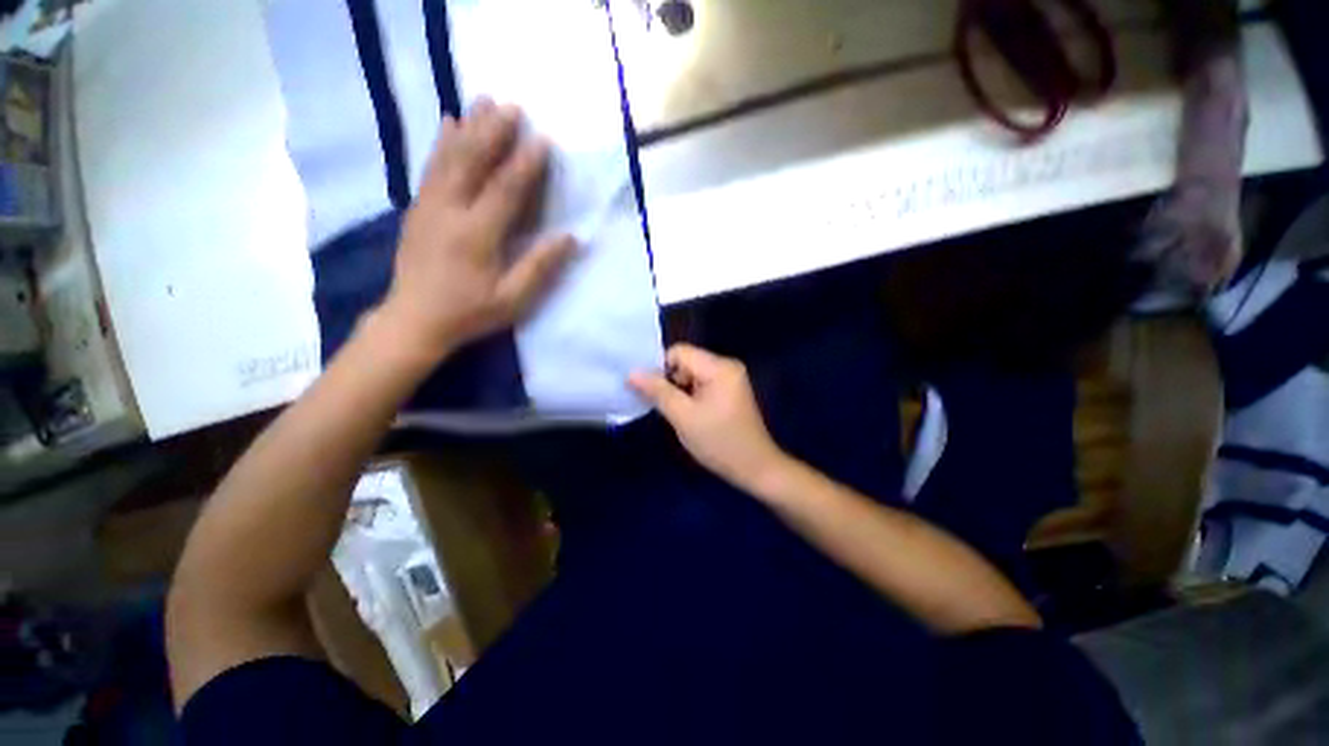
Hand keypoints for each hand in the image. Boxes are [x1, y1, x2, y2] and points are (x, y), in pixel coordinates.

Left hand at [376, 98, 574, 359]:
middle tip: (513, 106)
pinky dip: (442, 142)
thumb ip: (540, 267)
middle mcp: (450, 211)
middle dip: (494, 131)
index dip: (526, 163)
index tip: (543, 139)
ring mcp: (429, 206)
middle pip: (472, 161)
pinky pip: (430, 167)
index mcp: (477, 234)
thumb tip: (569, 238)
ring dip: (469, 126)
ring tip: (483, 101)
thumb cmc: (470, 312)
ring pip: (449, 157)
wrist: (414, 320)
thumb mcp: (513, 299)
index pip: (505, 189)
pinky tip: (448, 123)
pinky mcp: (417, 208)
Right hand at [630, 344, 789, 492]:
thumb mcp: (683, 417)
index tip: (653, 393)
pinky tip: (691, 415)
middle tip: (667, 408)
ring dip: (680, 391)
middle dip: (671, 382)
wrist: (755, 468)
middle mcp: (727, 365)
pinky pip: (702, 384)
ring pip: (691, 374)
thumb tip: (632, 373)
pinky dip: (691, 396)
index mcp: (719, 367)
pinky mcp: (730, 390)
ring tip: (680, 415)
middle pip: (686, 362)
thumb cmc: (719, 442)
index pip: (679, 352)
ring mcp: (730, 378)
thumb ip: (657, 391)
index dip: (660, 369)